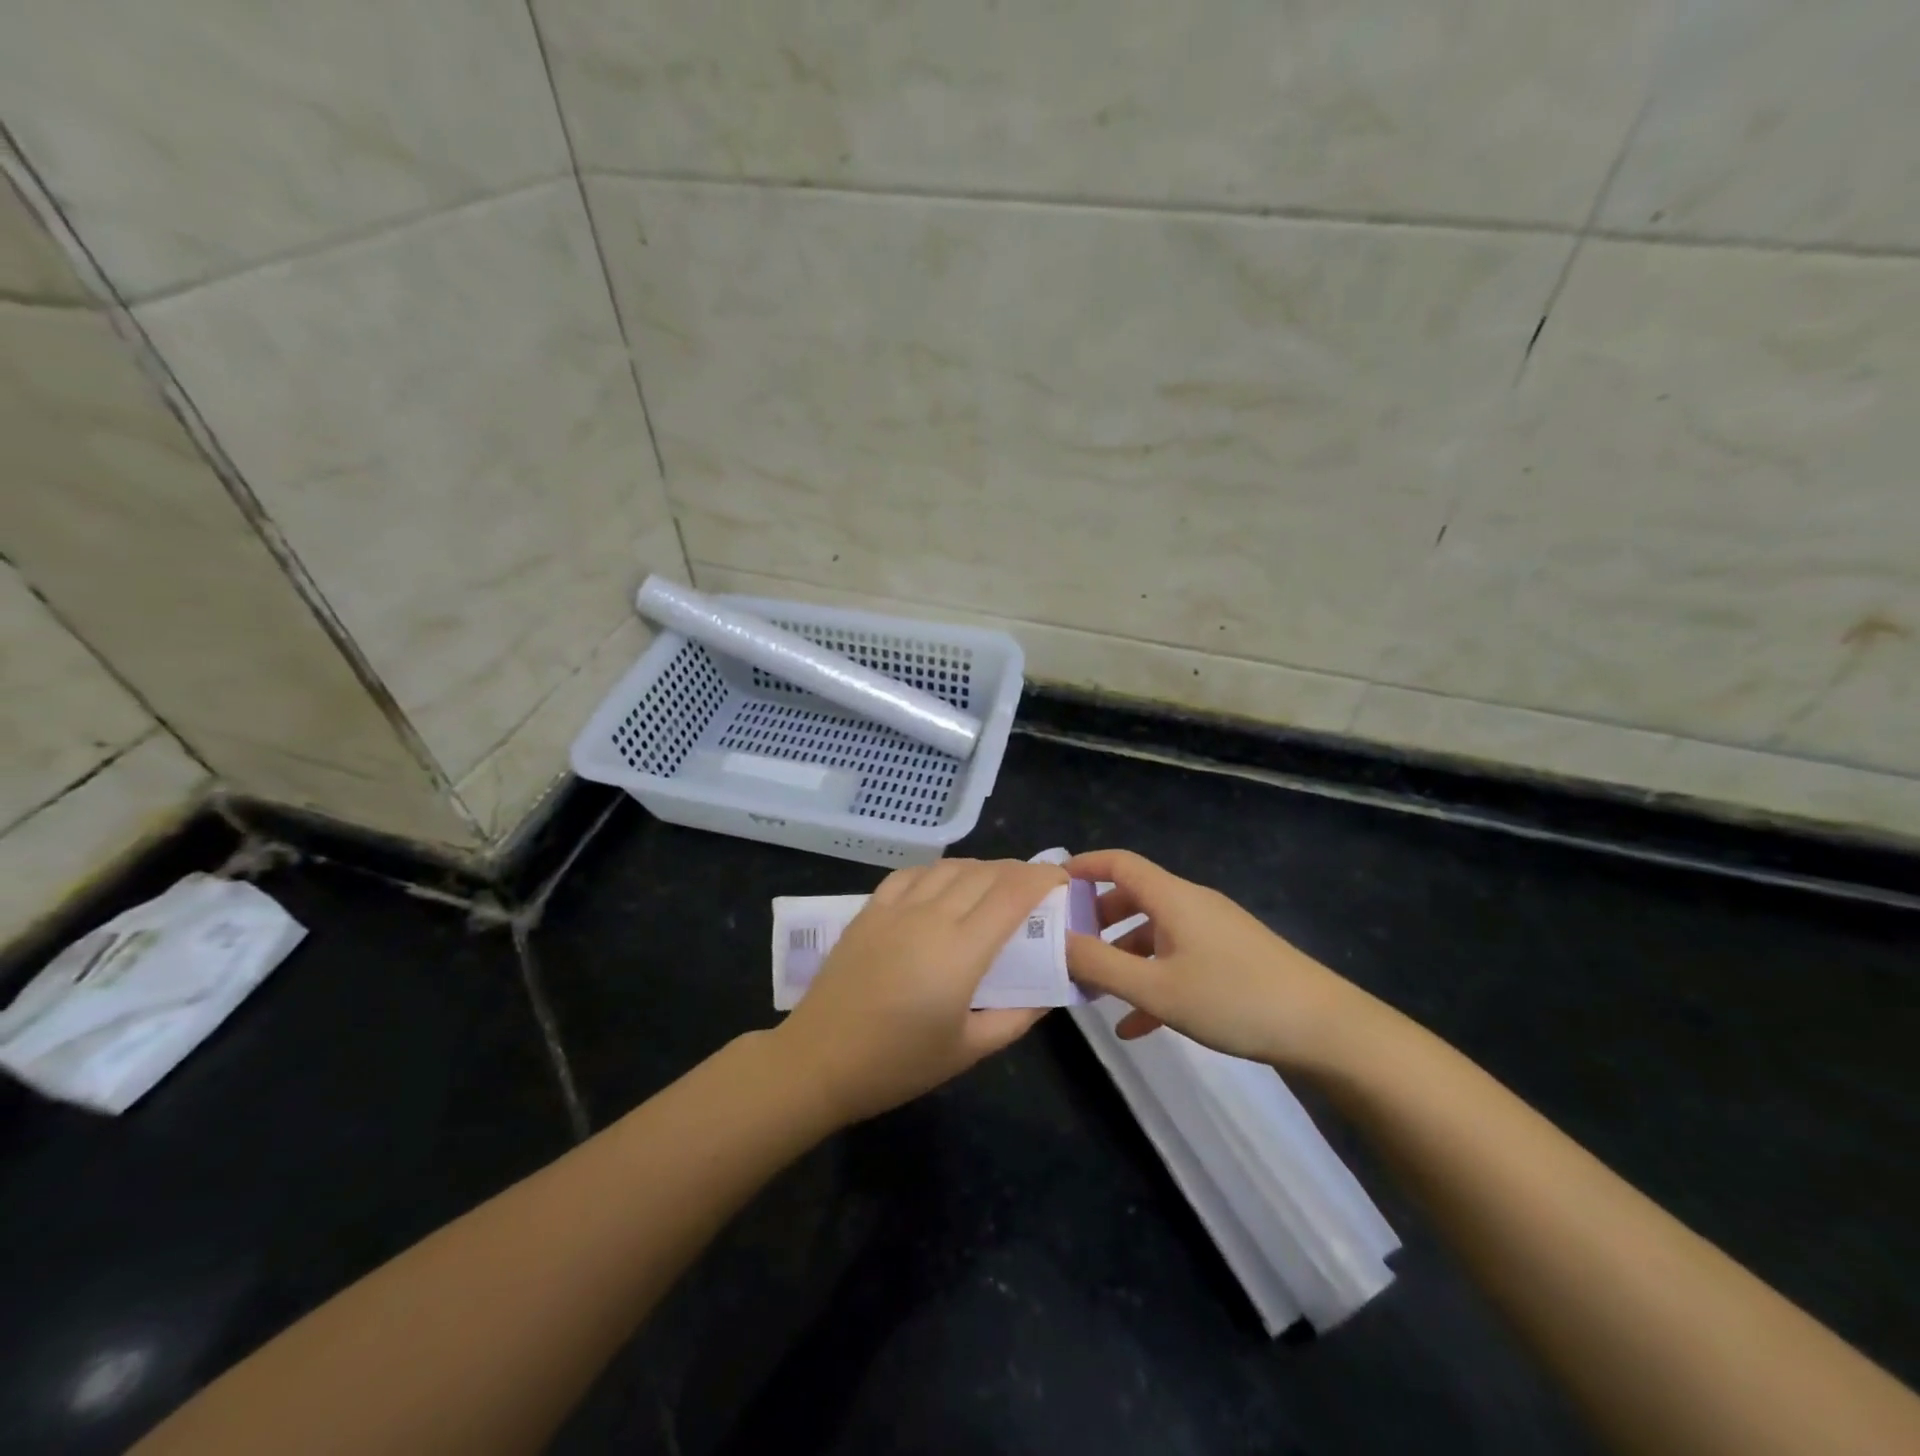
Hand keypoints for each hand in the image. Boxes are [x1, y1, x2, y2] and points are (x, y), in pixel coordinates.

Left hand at [772, 857, 1067, 1124]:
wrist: (819, 1060)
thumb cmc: (898, 1063)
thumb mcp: (968, 1050)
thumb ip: (1017, 1017)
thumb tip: (1050, 992)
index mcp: (961, 950)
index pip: (1013, 893)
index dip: (1043, 879)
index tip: (1063, 881)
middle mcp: (932, 916)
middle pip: (986, 873)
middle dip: (1019, 871)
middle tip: (1037, 887)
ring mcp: (896, 908)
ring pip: (950, 867)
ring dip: (982, 867)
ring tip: (996, 883)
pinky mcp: (870, 909)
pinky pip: (912, 873)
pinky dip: (939, 870)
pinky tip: (945, 882)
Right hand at [1063, 849, 1380, 1072]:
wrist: (1325, 1029)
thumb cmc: (1233, 999)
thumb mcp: (1157, 988)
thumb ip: (1099, 965)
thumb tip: (1055, 942)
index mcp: (1173, 898)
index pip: (1119, 862)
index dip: (1083, 866)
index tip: (1051, 886)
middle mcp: (1191, 905)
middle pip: (1134, 897)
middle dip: (1097, 919)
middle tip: (1067, 945)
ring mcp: (1214, 932)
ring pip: (1154, 933)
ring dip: (1123, 957)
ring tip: (1095, 992)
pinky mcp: (1231, 960)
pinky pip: (1178, 961)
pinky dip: (1153, 982)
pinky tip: (1136, 1027)